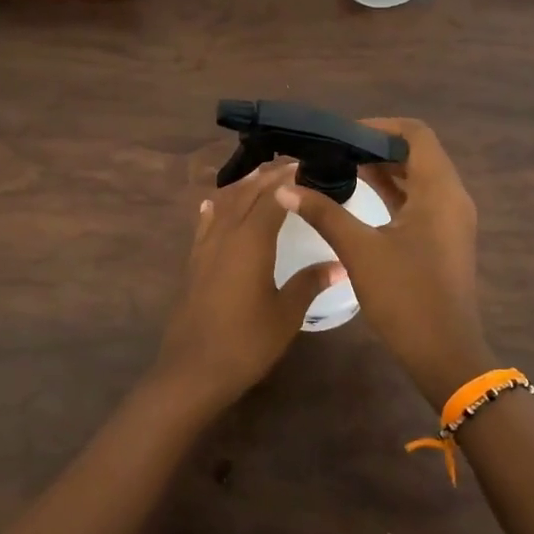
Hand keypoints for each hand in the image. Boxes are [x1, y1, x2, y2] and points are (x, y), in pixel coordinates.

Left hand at [150, 159, 343, 412]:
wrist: (194, 370)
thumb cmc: (247, 342)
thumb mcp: (286, 314)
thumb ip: (309, 283)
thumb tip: (340, 264)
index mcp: (251, 241)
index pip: (272, 198)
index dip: (289, 179)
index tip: (306, 164)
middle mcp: (226, 235)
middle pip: (246, 194)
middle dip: (267, 177)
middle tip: (290, 164)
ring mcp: (205, 248)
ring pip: (223, 205)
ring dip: (242, 187)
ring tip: (260, 176)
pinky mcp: (194, 263)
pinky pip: (206, 225)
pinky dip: (214, 209)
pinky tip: (214, 204)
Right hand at [275, 118, 492, 406]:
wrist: (444, 354)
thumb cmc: (406, 297)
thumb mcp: (360, 251)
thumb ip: (324, 214)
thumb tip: (286, 189)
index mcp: (439, 190)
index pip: (415, 134)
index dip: (378, 127)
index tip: (341, 135)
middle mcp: (451, 197)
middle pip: (416, 153)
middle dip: (375, 147)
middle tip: (333, 150)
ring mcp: (450, 219)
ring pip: (417, 178)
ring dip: (382, 170)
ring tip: (338, 167)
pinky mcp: (443, 238)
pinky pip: (418, 200)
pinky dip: (390, 192)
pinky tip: (357, 196)